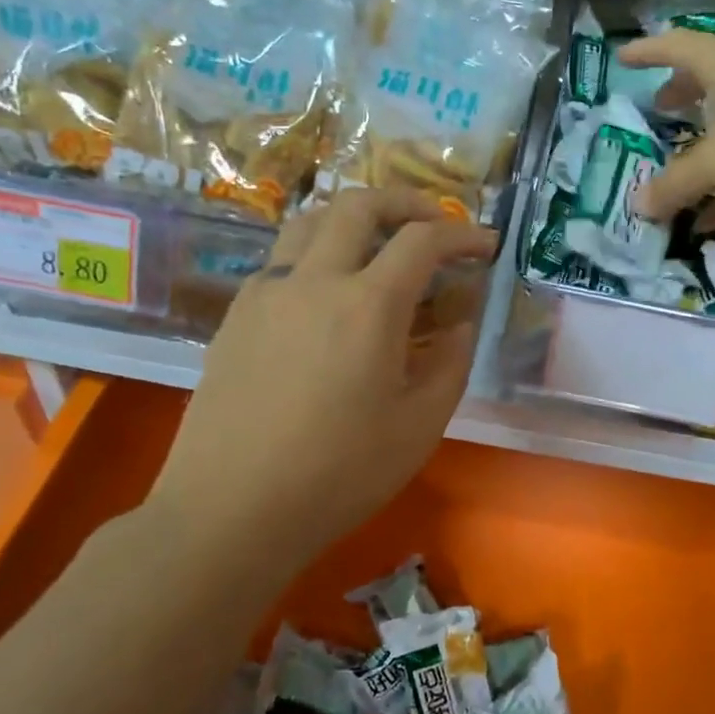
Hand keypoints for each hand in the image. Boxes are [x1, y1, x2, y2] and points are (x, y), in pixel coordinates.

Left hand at [157, 188, 495, 554]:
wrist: (230, 511)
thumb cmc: (338, 475)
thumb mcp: (420, 427)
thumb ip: (450, 363)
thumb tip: (460, 323)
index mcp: (368, 305)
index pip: (423, 240)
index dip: (462, 234)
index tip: (484, 244)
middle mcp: (313, 280)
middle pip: (359, 204)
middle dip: (405, 202)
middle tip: (433, 223)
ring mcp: (266, 293)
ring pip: (310, 221)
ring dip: (353, 217)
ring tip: (378, 244)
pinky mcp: (236, 315)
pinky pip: (281, 259)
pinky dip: (317, 252)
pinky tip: (328, 295)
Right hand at [617, 31, 714, 221]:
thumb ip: (675, 185)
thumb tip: (637, 205)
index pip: (678, 46)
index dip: (647, 51)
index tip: (622, 57)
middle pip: (709, 79)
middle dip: (681, 93)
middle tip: (658, 105)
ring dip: (704, 145)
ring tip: (679, 168)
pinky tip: (711, 220)